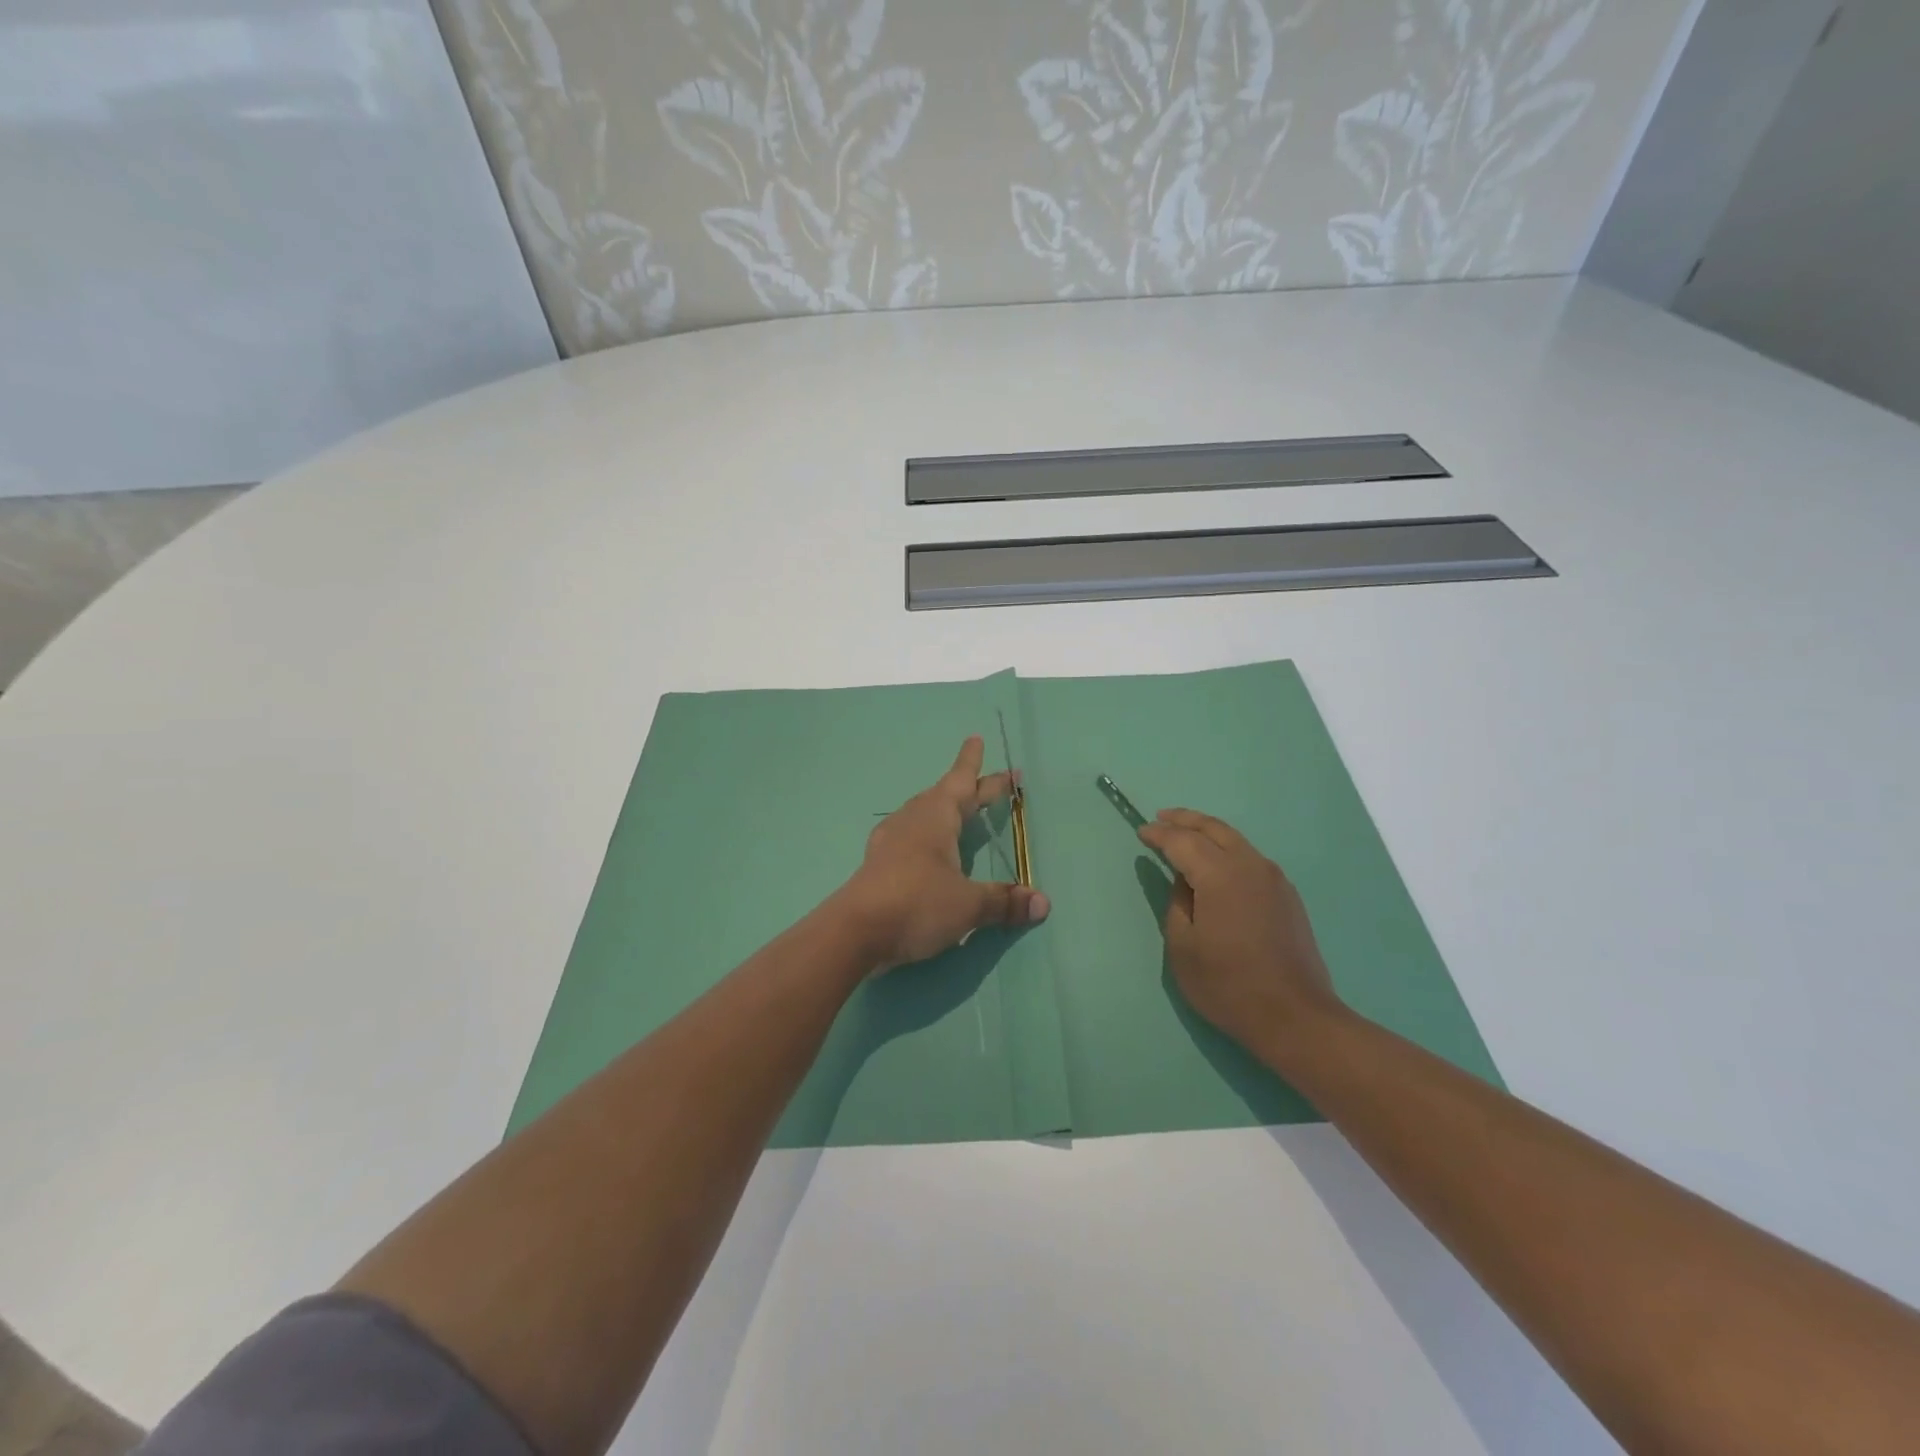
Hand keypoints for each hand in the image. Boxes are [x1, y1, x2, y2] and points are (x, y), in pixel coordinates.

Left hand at [842, 737, 1050, 971]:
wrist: (854, 932)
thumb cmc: (917, 903)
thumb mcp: (968, 905)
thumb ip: (1004, 901)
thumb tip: (1042, 903)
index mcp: (936, 816)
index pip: (962, 781)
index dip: (974, 764)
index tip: (976, 738)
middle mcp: (913, 819)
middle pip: (945, 795)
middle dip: (970, 788)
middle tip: (992, 784)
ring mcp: (892, 840)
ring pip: (924, 814)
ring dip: (945, 810)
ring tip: (960, 813)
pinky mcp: (879, 863)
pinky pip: (911, 836)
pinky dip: (928, 835)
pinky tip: (928, 849)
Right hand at [1138, 808, 1345, 1060]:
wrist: (1295, 1017)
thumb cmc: (1228, 985)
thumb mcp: (1183, 947)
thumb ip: (1177, 904)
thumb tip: (1184, 881)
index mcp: (1220, 875)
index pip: (1183, 841)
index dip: (1159, 834)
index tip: (1141, 832)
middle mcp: (1250, 866)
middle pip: (1213, 828)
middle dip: (1185, 819)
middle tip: (1161, 818)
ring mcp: (1274, 879)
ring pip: (1236, 840)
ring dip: (1208, 832)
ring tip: (1186, 834)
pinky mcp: (1287, 895)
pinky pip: (1250, 858)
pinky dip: (1227, 849)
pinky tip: (1217, 864)